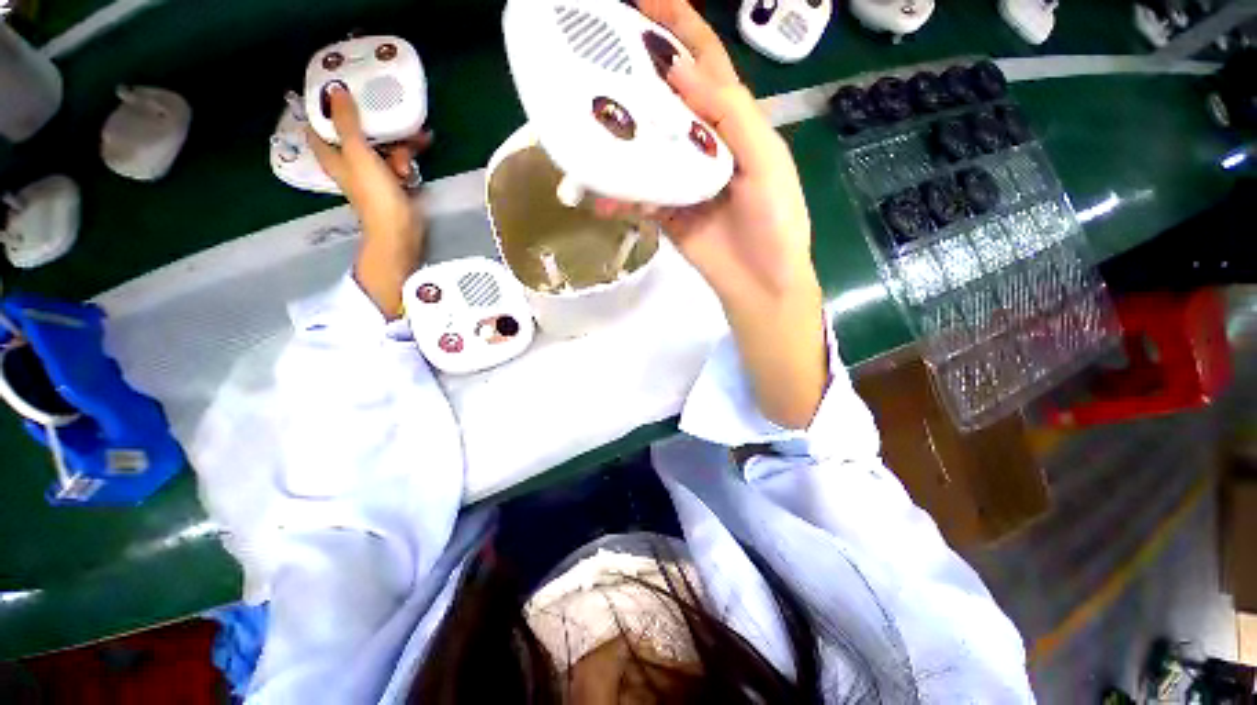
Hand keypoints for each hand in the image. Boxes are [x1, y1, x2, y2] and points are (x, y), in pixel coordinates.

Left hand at [307, 84, 431, 316]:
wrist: (400, 229)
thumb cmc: (374, 193)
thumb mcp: (358, 153)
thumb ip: (347, 122)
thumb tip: (335, 90)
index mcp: (333, 154)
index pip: (320, 126)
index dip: (325, 108)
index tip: (339, 91)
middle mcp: (350, 161)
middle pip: (357, 132)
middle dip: (375, 125)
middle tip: (389, 113)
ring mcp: (373, 172)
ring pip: (383, 146)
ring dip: (399, 144)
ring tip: (415, 144)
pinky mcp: (395, 181)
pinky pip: (399, 161)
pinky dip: (408, 158)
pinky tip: (418, 158)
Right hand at [600, 0, 815, 301]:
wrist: (760, 283)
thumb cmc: (775, 222)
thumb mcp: (765, 162)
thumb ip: (730, 117)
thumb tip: (681, 73)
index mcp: (733, 123)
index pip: (703, 63)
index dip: (677, 27)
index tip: (641, 1)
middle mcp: (703, 144)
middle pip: (665, 101)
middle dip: (635, 75)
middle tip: (595, 57)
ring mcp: (681, 179)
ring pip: (646, 148)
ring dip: (619, 138)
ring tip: (585, 126)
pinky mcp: (667, 212)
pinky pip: (639, 195)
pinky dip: (620, 194)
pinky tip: (602, 194)